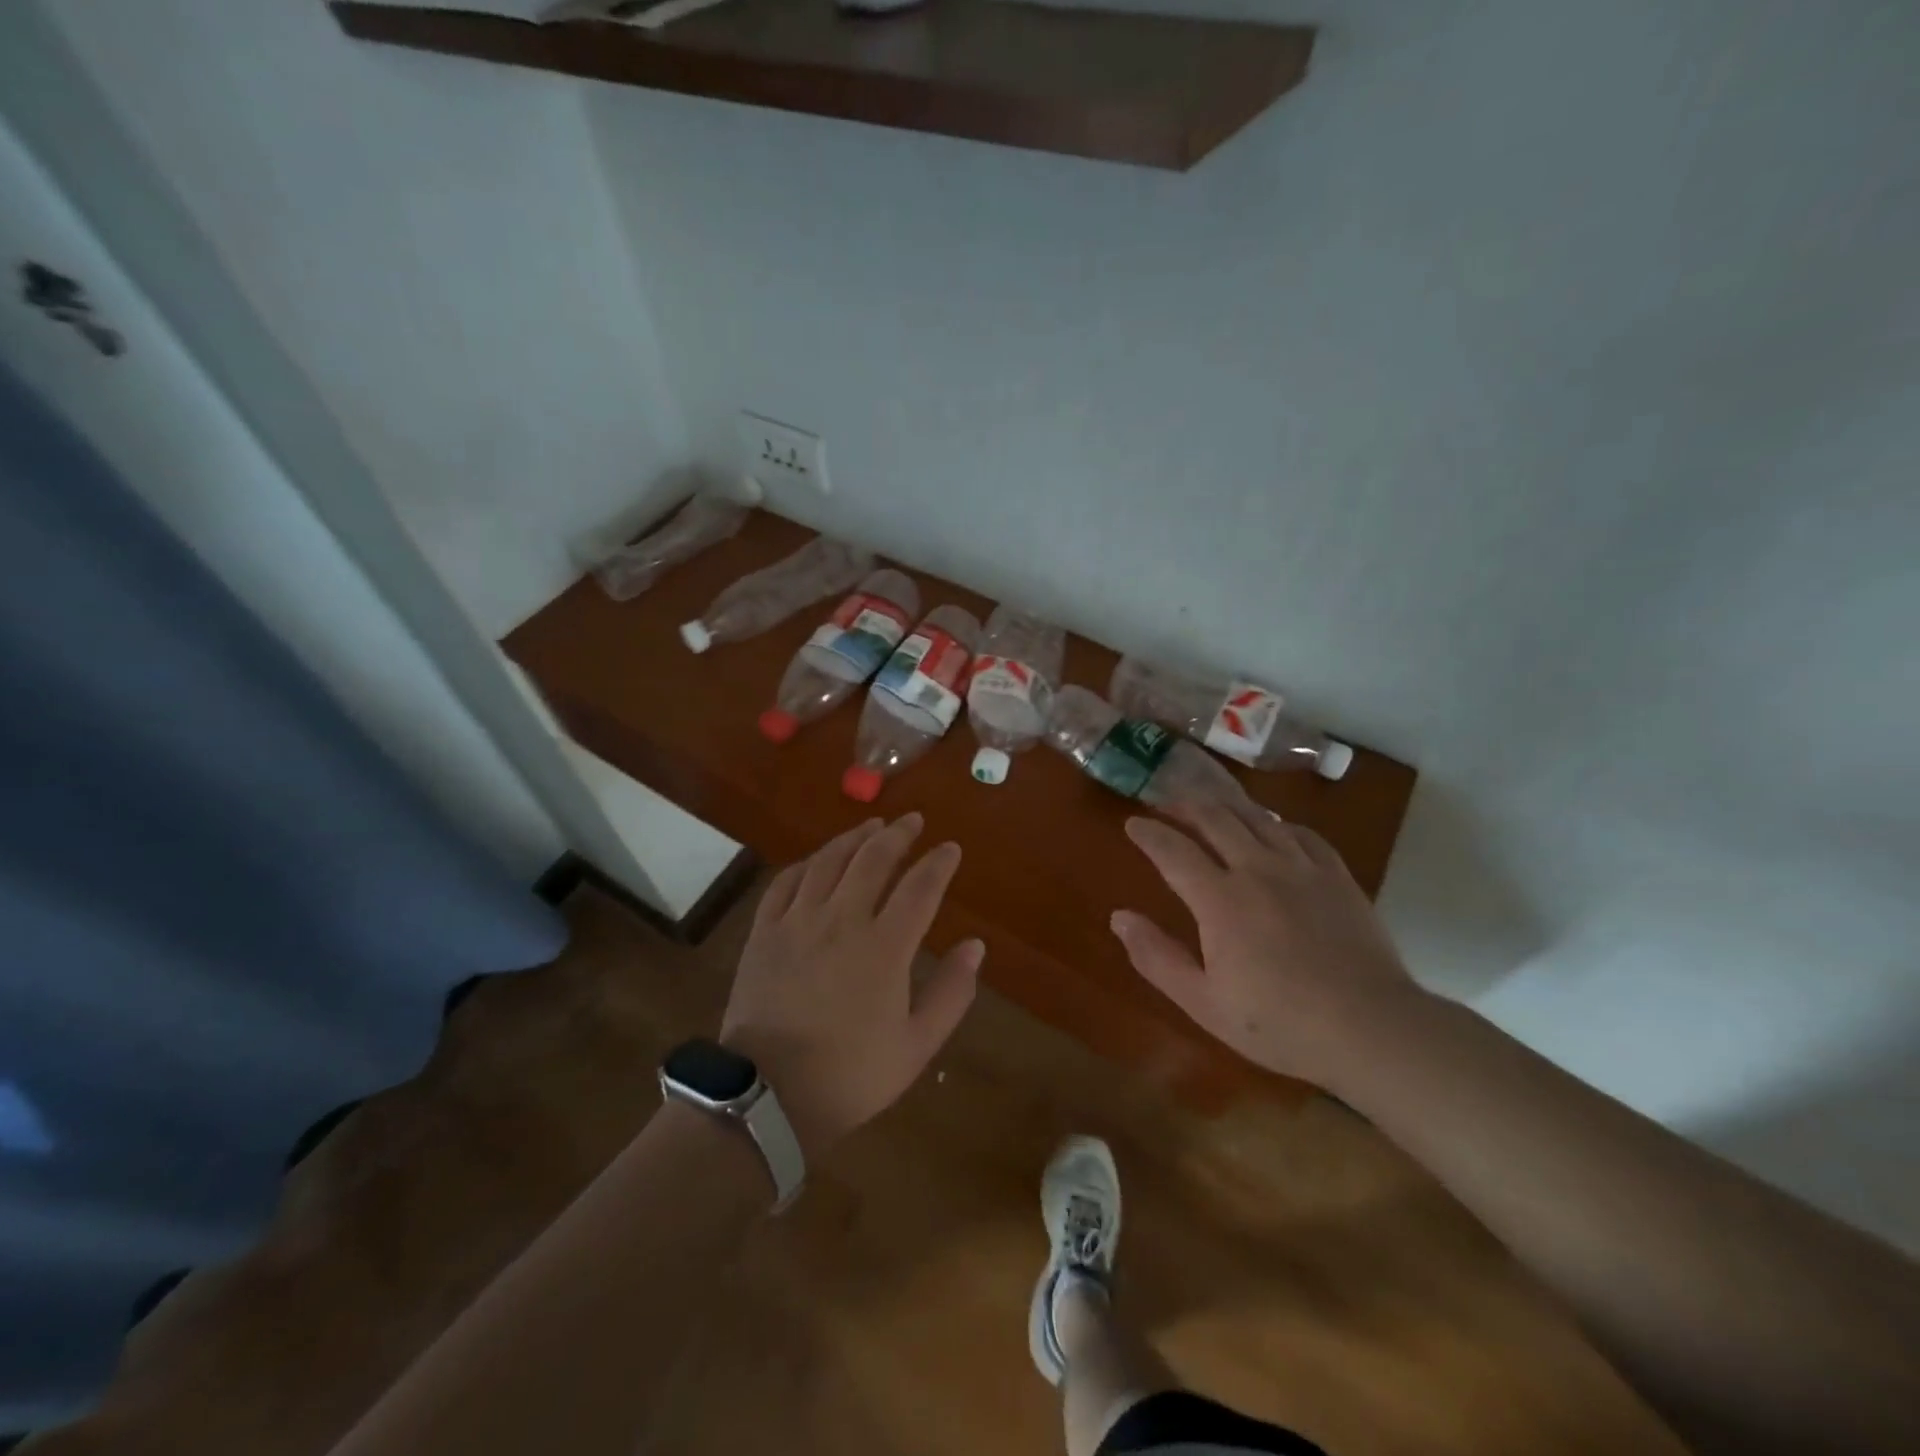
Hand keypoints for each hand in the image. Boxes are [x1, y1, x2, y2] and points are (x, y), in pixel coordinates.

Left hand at [720, 814, 982, 1159]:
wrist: (768, 1096)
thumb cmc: (851, 1075)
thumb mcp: (917, 1046)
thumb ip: (952, 992)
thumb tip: (975, 946)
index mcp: (884, 947)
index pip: (920, 887)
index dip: (938, 863)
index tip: (950, 849)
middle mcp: (842, 921)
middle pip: (873, 859)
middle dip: (898, 834)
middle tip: (913, 821)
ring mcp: (798, 922)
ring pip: (829, 861)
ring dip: (854, 838)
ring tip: (872, 825)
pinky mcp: (765, 932)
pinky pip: (786, 882)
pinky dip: (808, 863)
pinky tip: (818, 860)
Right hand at [1111, 801, 1424, 1087]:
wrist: (1371, 1028)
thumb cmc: (1280, 1023)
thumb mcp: (1204, 1003)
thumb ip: (1157, 957)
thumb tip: (1119, 917)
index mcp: (1220, 899)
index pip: (1174, 850)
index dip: (1149, 833)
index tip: (1132, 824)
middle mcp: (1258, 869)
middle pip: (1215, 819)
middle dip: (1184, 806)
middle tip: (1167, 804)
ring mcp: (1302, 868)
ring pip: (1257, 817)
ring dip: (1226, 806)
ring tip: (1210, 805)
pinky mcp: (1337, 875)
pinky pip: (1301, 832)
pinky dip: (1276, 822)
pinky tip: (1272, 828)